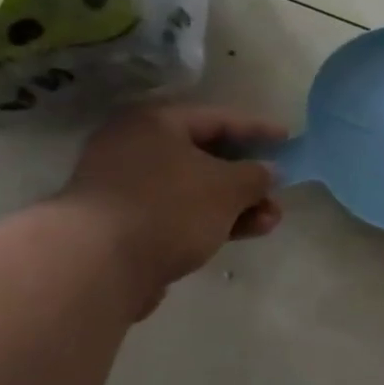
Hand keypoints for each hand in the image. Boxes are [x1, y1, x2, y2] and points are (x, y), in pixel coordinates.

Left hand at [57, 102, 285, 317]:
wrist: (96, 266)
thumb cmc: (168, 208)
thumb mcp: (227, 187)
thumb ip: (255, 176)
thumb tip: (269, 171)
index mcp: (155, 123)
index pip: (218, 118)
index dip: (257, 129)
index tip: (287, 139)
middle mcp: (135, 148)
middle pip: (205, 157)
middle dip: (247, 178)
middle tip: (278, 192)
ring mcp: (125, 189)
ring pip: (193, 191)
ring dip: (235, 205)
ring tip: (270, 222)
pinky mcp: (123, 226)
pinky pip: (177, 215)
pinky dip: (209, 222)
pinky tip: (238, 235)